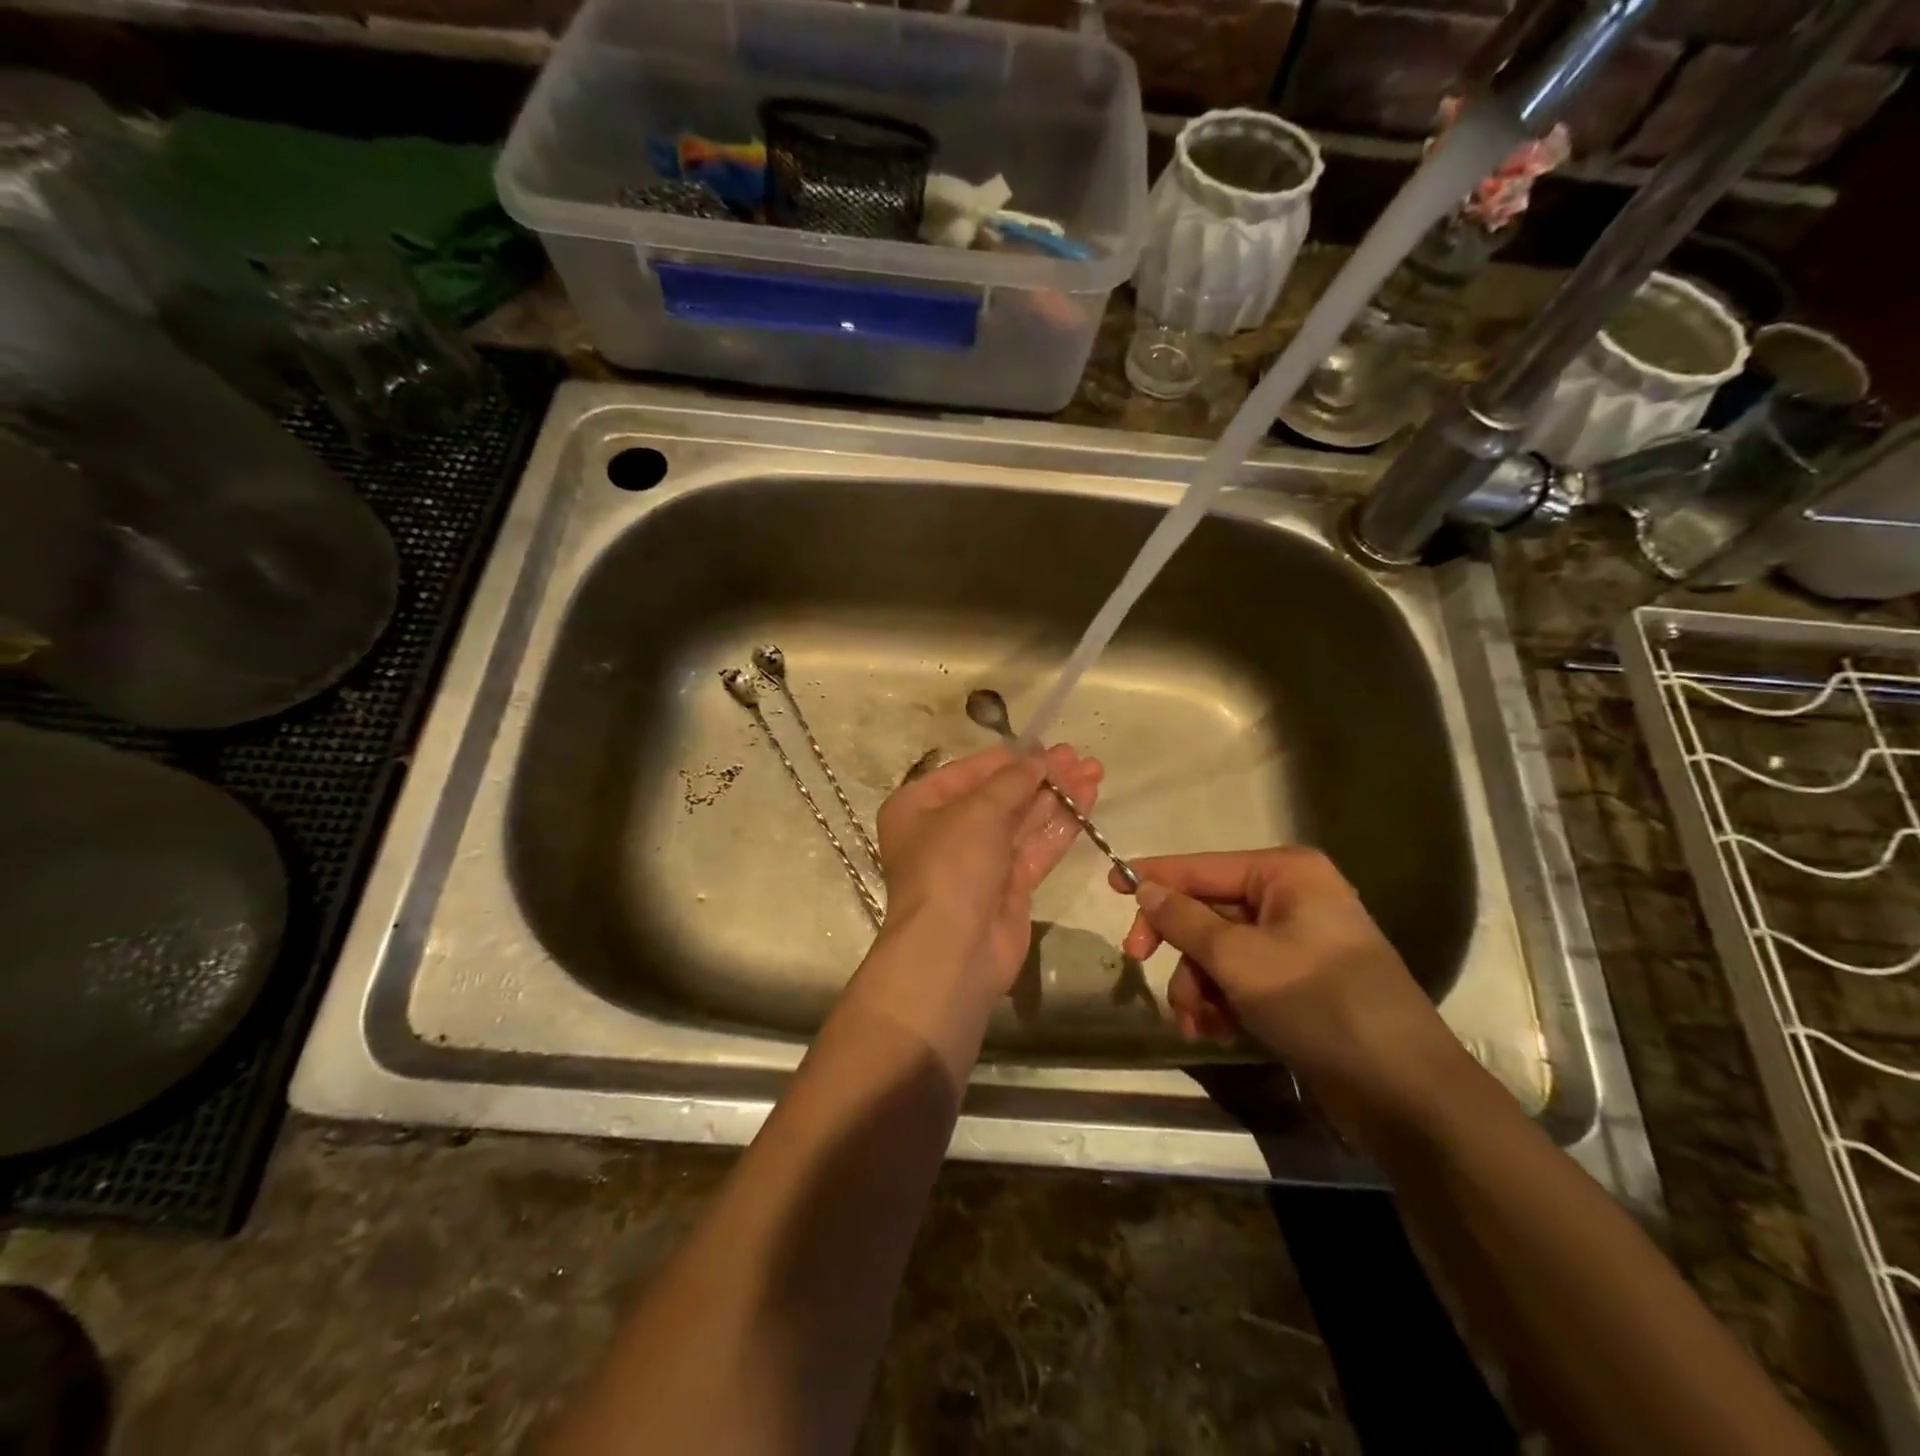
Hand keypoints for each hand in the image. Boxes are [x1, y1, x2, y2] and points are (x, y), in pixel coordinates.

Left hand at [876, 744, 1101, 999]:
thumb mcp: (977, 812)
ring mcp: (979, 861)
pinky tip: (1088, 802)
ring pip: (1022, 821)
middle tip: (1080, 757)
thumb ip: (1012, 781)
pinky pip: (1036, 848)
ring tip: (1095, 771)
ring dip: (1057, 797)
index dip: (1008, 758)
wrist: (953, 951)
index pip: (969, 772)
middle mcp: (946, 831)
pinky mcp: (1008, 887)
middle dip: (1040, 776)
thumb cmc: (951, 866)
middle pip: (1000, 796)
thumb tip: (1039, 759)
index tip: (1045, 744)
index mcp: (920, 807)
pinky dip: (1061, 826)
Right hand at [1111, 848, 1470, 1135]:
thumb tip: (1145, 887)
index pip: (1201, 867)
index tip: (1110, 886)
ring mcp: (1297, 942)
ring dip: (1198, 986)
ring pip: (1219, 952)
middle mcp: (1292, 898)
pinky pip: (1242, 978)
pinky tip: (1217, 1032)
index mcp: (1286, 874)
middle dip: (1180, 949)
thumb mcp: (1239, 959)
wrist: (1404, 1091)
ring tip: (1198, 1023)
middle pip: (1208, 911)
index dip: (1154, 876)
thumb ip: (1185, 920)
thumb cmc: (1319, 1004)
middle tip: (1139, 963)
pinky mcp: (1299, 983)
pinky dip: (1222, 1002)